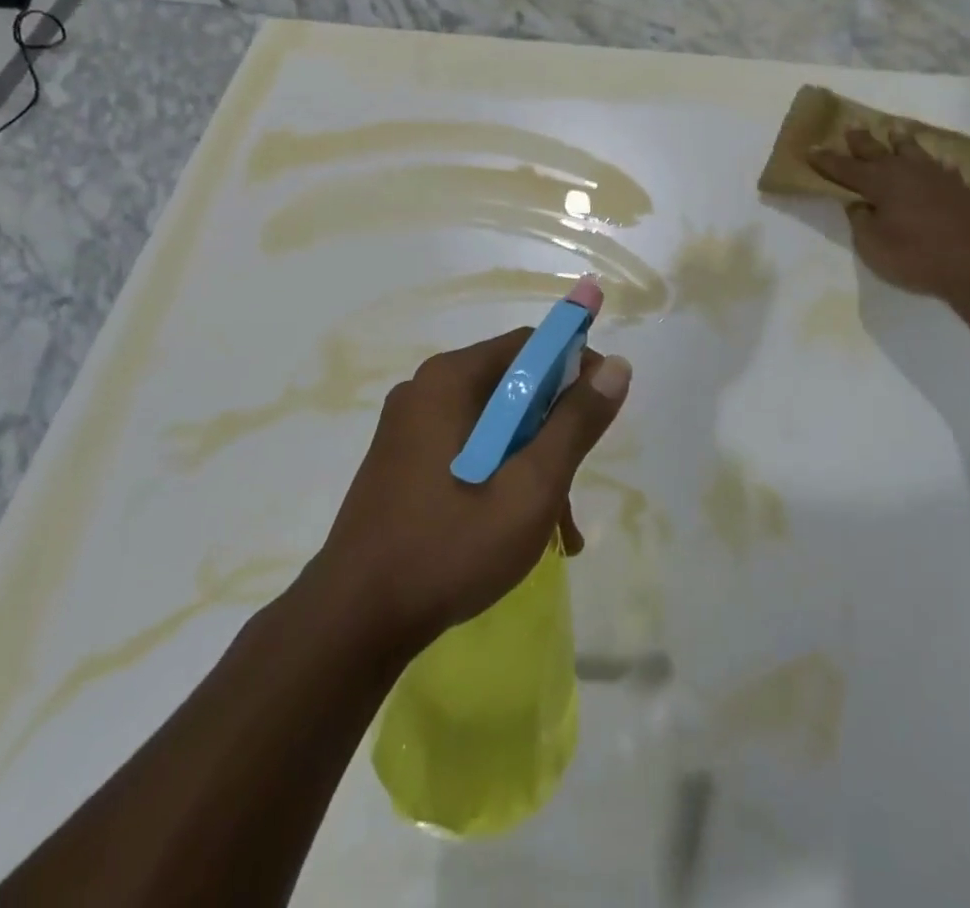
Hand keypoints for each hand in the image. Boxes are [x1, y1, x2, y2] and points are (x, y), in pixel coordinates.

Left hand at [312, 282, 631, 654]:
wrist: (353, 623)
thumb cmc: (449, 547)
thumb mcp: (530, 487)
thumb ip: (576, 424)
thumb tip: (616, 365)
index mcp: (449, 380)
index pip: (529, 346)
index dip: (575, 367)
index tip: (604, 409)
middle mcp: (426, 391)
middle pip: (512, 387)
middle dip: (555, 432)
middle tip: (577, 485)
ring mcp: (409, 429)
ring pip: (494, 426)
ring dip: (532, 464)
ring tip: (559, 530)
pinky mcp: (403, 463)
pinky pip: (468, 450)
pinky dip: (500, 477)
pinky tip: (521, 532)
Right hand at [809, 129, 969, 297]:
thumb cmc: (915, 257)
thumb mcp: (872, 245)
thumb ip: (860, 221)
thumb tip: (859, 204)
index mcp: (880, 183)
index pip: (845, 168)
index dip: (827, 160)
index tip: (811, 148)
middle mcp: (906, 172)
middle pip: (877, 151)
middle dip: (861, 140)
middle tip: (851, 127)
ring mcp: (937, 177)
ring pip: (914, 151)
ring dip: (901, 141)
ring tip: (895, 130)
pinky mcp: (962, 189)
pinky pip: (945, 169)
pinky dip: (937, 164)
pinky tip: (939, 164)